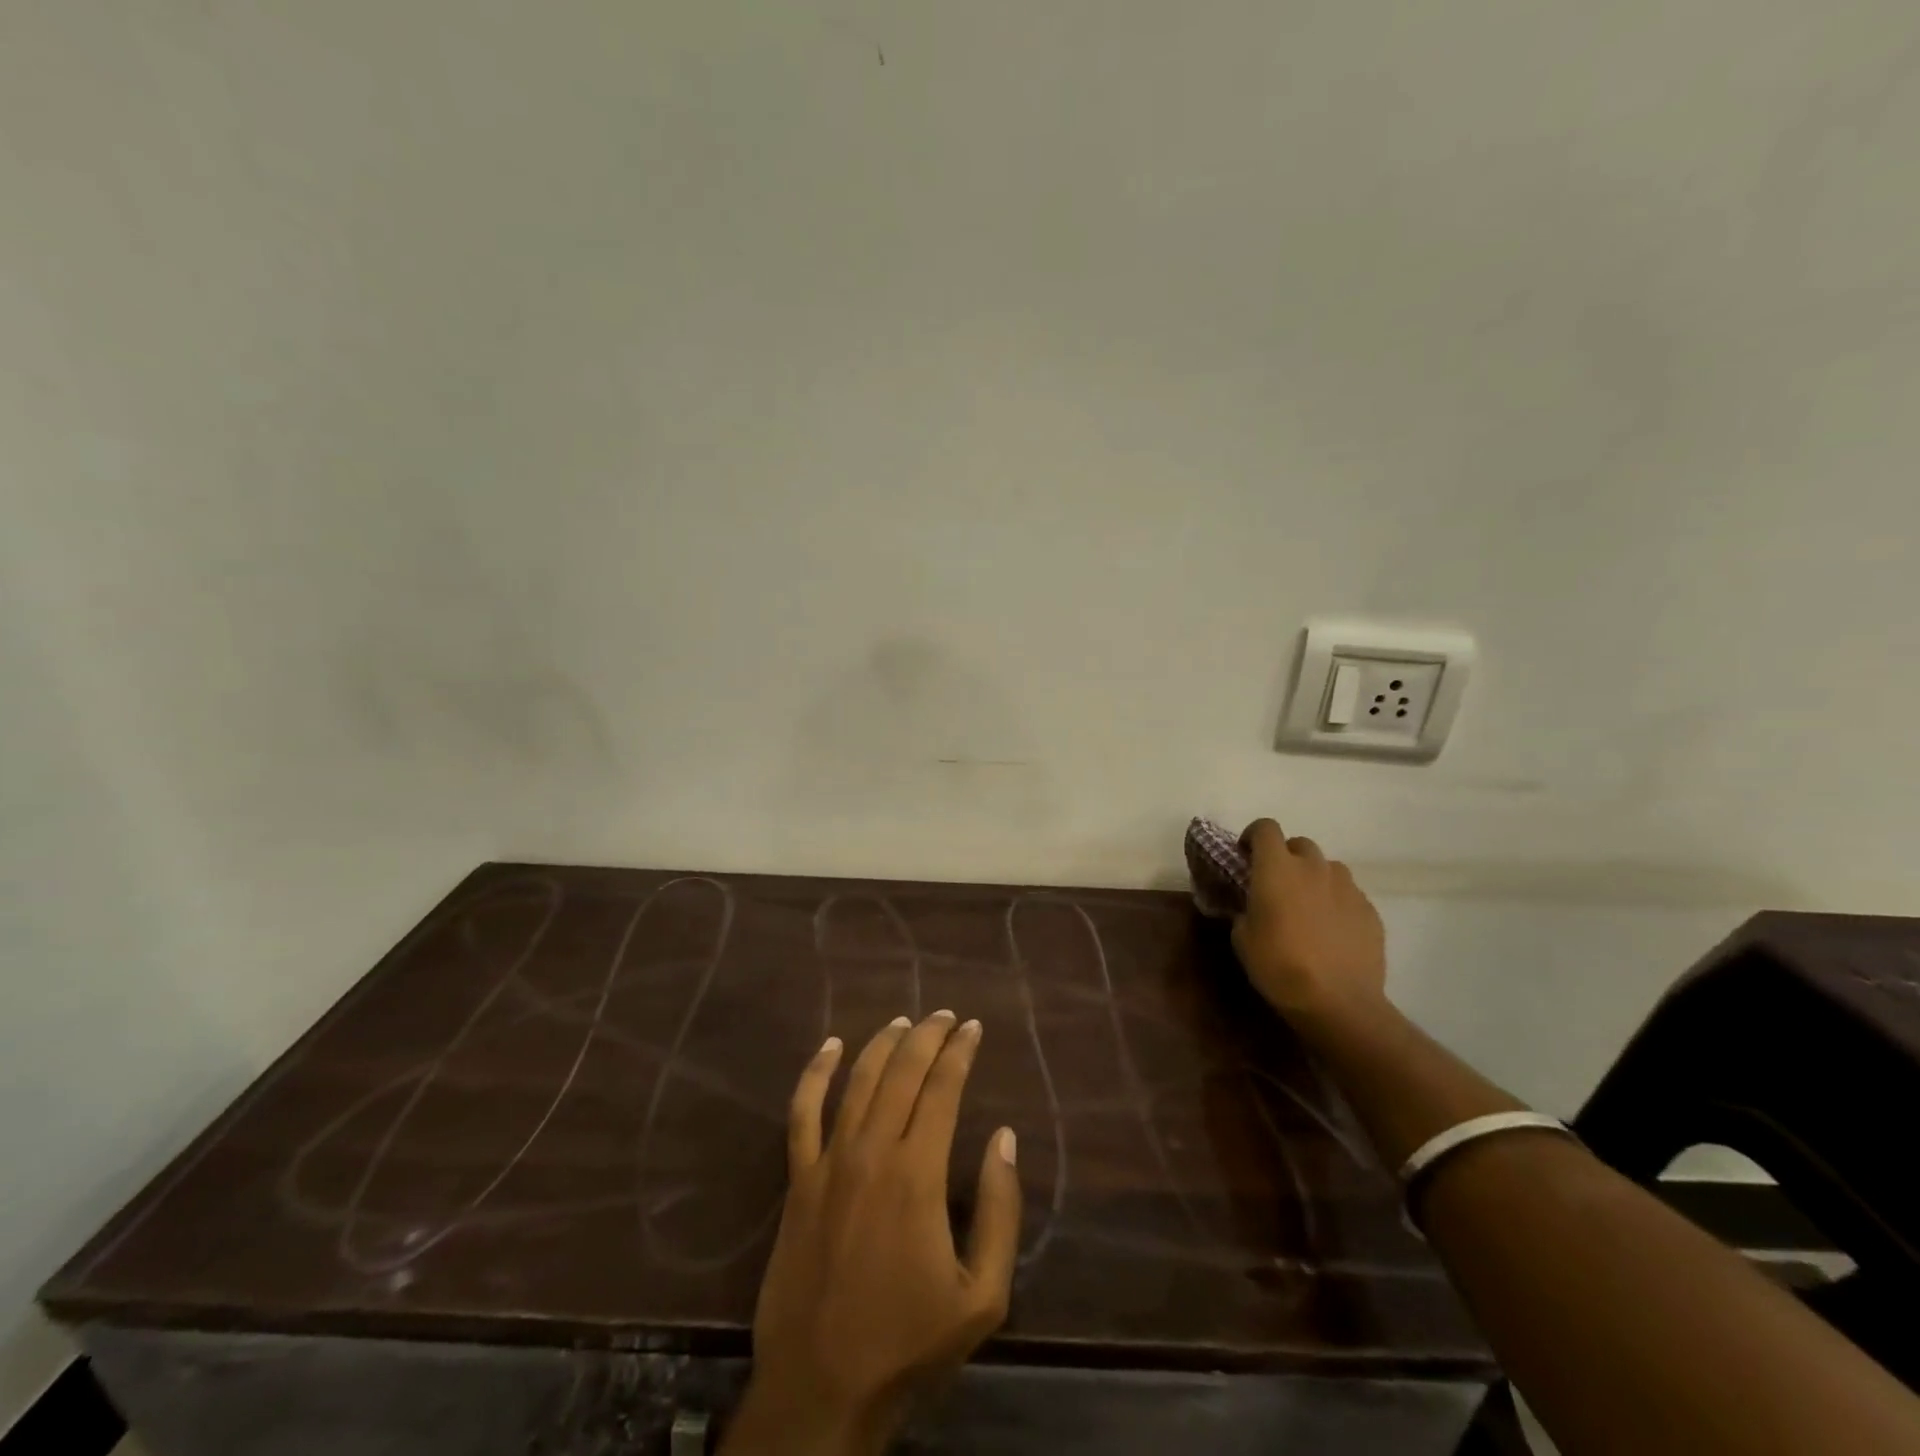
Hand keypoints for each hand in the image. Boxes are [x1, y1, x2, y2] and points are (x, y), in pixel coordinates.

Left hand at [723, 1012, 1022, 1455]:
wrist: (822, 1386)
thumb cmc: (908, 1342)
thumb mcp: (982, 1295)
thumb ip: (1001, 1211)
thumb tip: (1005, 1138)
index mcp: (918, 1174)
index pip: (943, 1088)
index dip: (960, 1051)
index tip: (972, 1028)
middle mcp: (872, 1151)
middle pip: (902, 1071)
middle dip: (927, 1036)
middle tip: (945, 1015)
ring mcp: (829, 1161)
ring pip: (857, 1080)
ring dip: (882, 1044)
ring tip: (904, 1022)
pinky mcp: (798, 1179)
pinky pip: (802, 1112)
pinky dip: (815, 1073)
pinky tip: (830, 1046)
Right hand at [1231, 818, 1387, 1023]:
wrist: (1338, 1002)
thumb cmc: (1279, 965)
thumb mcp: (1242, 937)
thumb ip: (1245, 909)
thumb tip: (1252, 906)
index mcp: (1277, 868)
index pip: (1265, 828)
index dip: (1253, 836)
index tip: (1245, 855)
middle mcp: (1314, 868)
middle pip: (1300, 844)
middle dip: (1286, 857)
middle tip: (1276, 884)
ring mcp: (1347, 888)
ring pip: (1328, 868)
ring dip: (1314, 878)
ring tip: (1307, 906)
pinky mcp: (1370, 910)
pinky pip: (1349, 894)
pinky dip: (1336, 902)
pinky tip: (1331, 931)